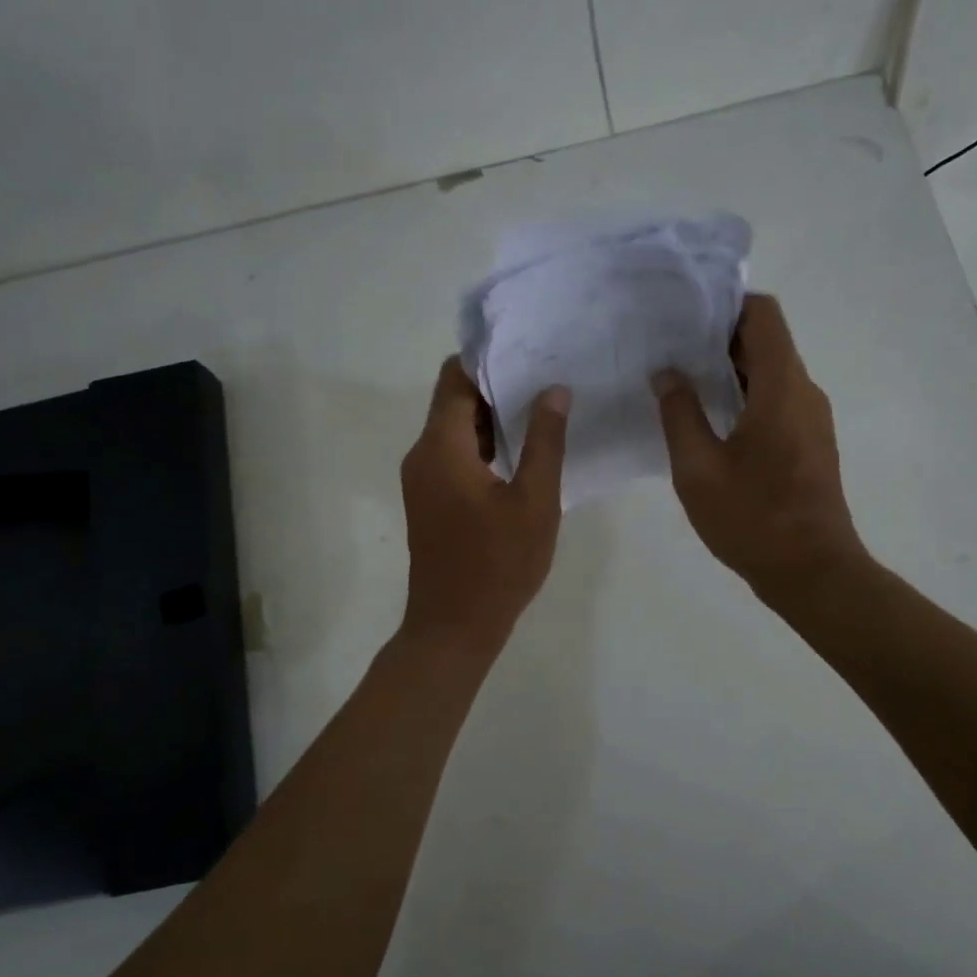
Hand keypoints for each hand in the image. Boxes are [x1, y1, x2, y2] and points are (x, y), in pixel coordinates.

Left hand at [399, 357, 569, 652]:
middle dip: (496, 386)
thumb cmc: (498, 564)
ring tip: (541, 410)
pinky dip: (483, 446)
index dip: (489, 359)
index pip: (455, 377)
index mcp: (441, 446)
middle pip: (453, 400)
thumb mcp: (534, 501)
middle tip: (546, 377)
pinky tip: (522, 452)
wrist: (454, 627)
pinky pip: (454, 456)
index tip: (529, 349)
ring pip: (455, 430)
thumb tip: (554, 390)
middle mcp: (422, 454)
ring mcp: (422, 479)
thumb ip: (544, 441)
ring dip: (492, 418)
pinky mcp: (429, 501)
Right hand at [652, 294, 865, 600]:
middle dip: (719, 339)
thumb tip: (667, 374)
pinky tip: (710, 421)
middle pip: (766, 342)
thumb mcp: (698, 468)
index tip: (685, 317)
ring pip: (771, 374)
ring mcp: (812, 419)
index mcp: (782, 387)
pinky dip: (745, 398)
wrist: (812, 572)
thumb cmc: (753, 518)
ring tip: (682, 382)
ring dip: (730, 372)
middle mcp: (804, 392)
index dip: (726, 305)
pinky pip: (777, 402)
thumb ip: (679, 414)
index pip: (763, 315)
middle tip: (670, 348)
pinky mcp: (810, 444)